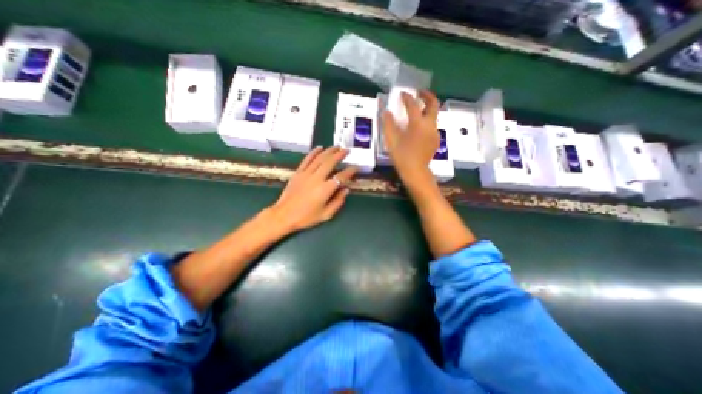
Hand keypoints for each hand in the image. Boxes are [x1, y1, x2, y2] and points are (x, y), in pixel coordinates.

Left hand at [269, 146, 356, 233]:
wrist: (284, 216)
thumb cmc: (306, 218)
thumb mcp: (326, 214)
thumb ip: (338, 202)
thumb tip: (346, 190)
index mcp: (325, 189)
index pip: (341, 177)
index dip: (350, 171)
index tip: (356, 167)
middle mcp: (316, 178)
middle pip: (330, 162)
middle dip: (340, 155)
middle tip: (347, 151)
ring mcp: (306, 174)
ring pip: (319, 158)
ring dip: (329, 151)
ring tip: (336, 146)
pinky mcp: (298, 173)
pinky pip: (307, 159)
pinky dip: (314, 152)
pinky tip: (319, 148)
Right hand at [383, 91, 436, 185]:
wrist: (415, 172)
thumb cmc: (401, 156)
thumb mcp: (391, 140)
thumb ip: (388, 124)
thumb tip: (386, 112)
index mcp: (418, 124)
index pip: (413, 104)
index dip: (407, 97)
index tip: (402, 93)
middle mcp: (430, 125)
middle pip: (433, 104)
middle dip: (426, 95)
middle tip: (419, 92)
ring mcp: (435, 132)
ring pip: (434, 114)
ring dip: (427, 108)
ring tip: (418, 109)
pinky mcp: (436, 140)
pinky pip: (433, 125)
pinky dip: (427, 120)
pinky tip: (419, 127)